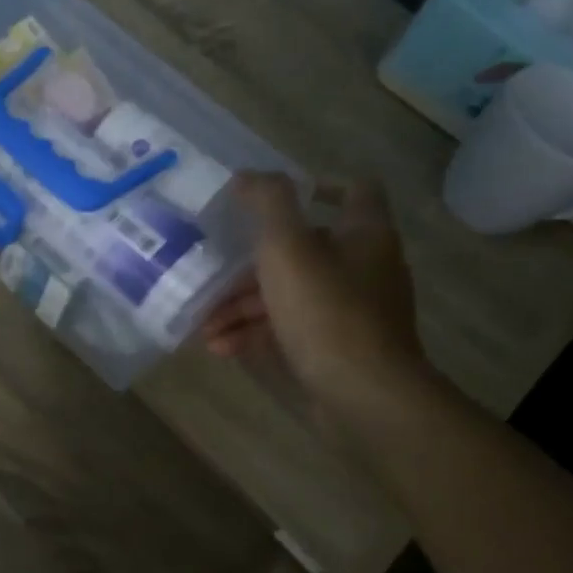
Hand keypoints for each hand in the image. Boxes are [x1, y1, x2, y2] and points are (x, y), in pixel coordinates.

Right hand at [203, 174, 427, 406]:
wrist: (365, 397)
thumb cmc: (326, 312)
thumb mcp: (287, 247)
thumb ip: (268, 203)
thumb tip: (249, 175)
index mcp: (363, 235)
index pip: (352, 190)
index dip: (315, 186)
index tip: (270, 199)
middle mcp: (365, 268)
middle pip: (304, 252)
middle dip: (251, 267)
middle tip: (214, 280)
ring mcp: (353, 312)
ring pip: (291, 295)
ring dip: (244, 307)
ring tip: (206, 326)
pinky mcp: (339, 349)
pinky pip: (292, 329)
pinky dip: (258, 333)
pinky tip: (223, 347)